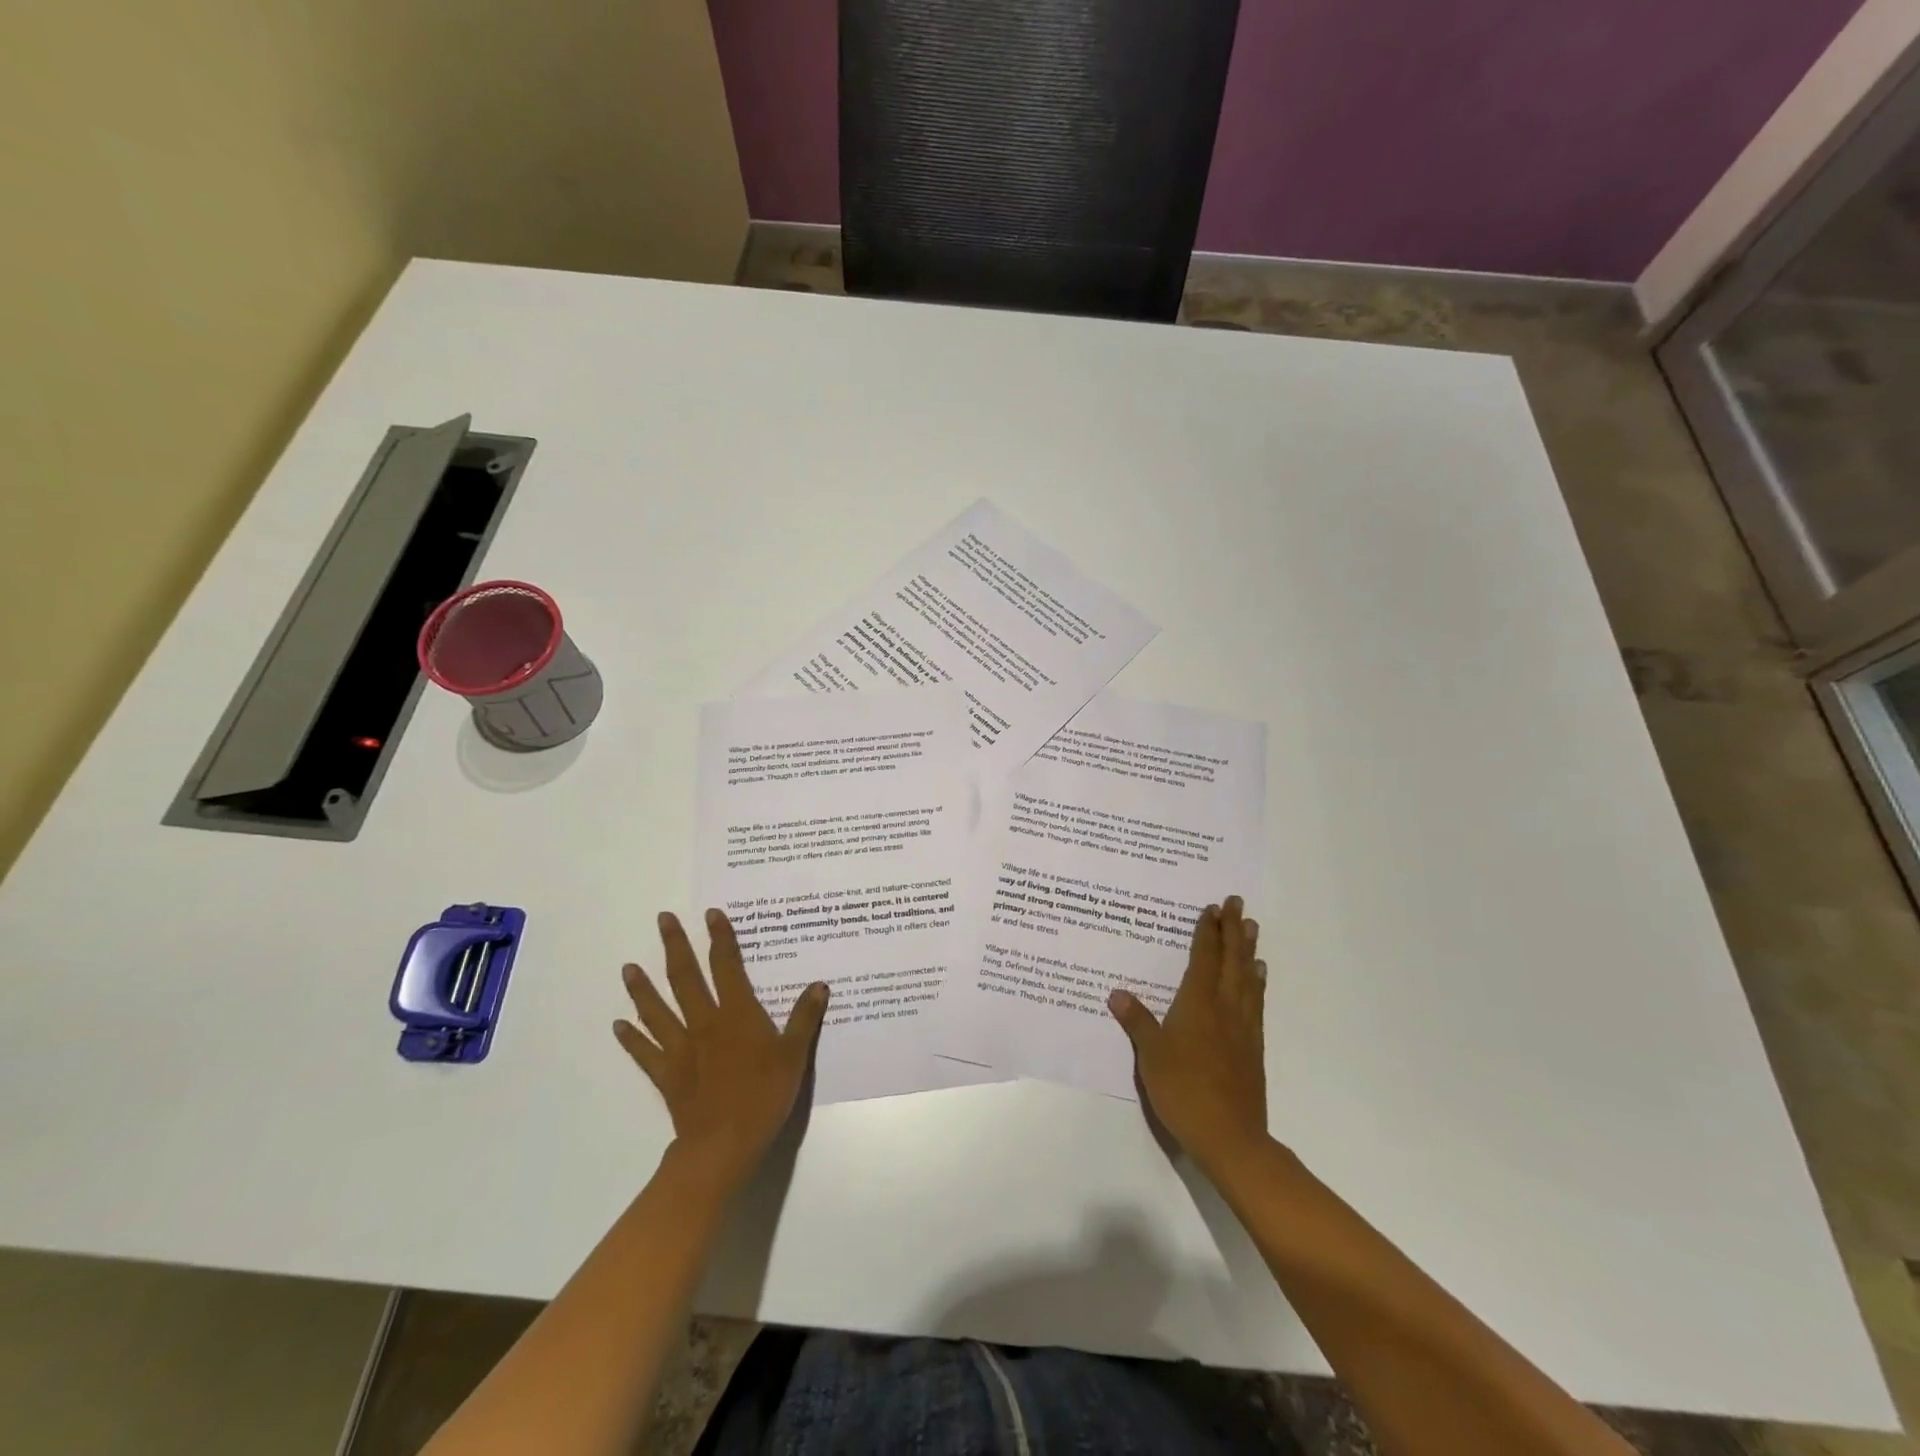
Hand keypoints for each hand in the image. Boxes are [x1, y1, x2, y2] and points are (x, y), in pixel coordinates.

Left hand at [613, 909, 828, 1193]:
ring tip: (628, 967)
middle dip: (675, 946)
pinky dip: (631, 1039)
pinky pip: (645, 1053)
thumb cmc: (764, 1095)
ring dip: (642, 988)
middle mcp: (705, 1023)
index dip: (720, 938)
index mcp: (737, 1014)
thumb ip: (804, 1018)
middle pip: (686, 978)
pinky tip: (619, 1025)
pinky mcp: (668, 1076)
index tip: (711, 913)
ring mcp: (682, 1049)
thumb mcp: (795, 1055)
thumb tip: (820, 985)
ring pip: (658, 1011)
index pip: (727, 966)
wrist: (724, 1144)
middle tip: (663, 919)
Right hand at [1108, 895, 1267, 1176]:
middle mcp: (1225, 1006)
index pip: (1204, 957)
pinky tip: (1257, 977)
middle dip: (1233, 929)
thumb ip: (1136, 1021)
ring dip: (1248, 950)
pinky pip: (1256, 1001)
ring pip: (1248, 977)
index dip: (1207, 931)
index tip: (1212, 907)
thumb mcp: (1150, 1054)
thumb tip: (1117, 992)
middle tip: (1238, 903)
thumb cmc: (1183, 1089)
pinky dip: (1257, 982)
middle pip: (1231, 960)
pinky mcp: (1253, 1046)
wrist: (1230, 1135)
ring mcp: (1243, 1026)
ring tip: (1252, 929)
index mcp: (1198, 1002)